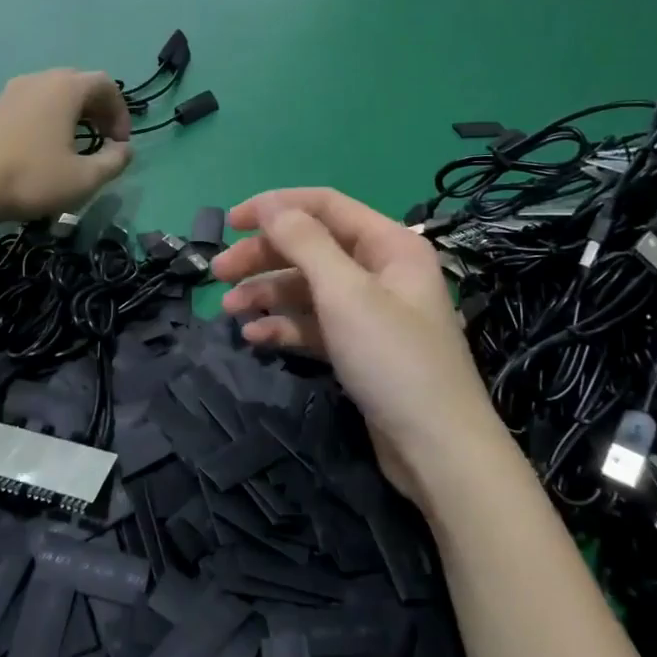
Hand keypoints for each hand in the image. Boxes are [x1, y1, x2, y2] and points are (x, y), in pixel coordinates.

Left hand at [0, 70, 131, 221]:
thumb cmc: (31, 177)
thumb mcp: (84, 178)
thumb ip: (114, 162)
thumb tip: (124, 149)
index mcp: (66, 88)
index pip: (106, 85)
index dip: (121, 112)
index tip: (120, 143)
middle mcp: (40, 80)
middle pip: (80, 85)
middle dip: (99, 111)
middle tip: (103, 142)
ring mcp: (13, 91)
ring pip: (54, 93)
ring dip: (73, 115)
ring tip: (76, 146)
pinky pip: (33, 103)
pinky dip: (49, 118)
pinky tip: (45, 148)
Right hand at [215, 188, 495, 500]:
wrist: (437, 451)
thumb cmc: (393, 359)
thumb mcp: (345, 293)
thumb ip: (305, 242)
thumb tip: (271, 204)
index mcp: (389, 244)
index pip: (324, 205)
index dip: (276, 207)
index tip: (230, 222)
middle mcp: (381, 270)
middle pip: (311, 247)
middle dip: (263, 257)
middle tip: (218, 273)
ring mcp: (370, 311)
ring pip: (308, 288)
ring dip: (267, 294)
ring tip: (230, 312)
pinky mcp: (359, 348)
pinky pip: (314, 324)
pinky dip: (285, 327)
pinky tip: (255, 338)